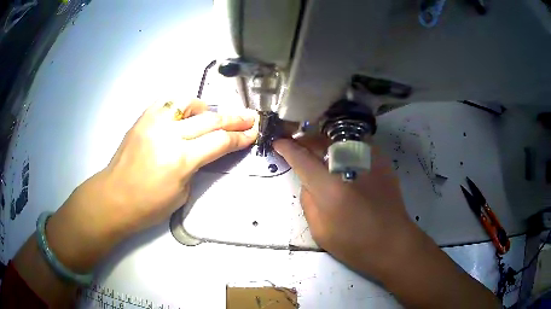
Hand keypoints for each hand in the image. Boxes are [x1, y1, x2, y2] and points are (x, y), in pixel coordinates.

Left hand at [46, 99, 257, 271]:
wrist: (114, 197)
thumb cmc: (148, 205)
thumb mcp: (182, 192)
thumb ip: (197, 166)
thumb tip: (206, 149)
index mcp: (181, 159)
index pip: (220, 142)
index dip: (240, 137)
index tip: (254, 132)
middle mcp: (169, 134)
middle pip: (210, 119)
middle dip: (234, 119)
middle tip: (250, 116)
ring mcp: (154, 122)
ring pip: (189, 103)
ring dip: (206, 109)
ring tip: (212, 117)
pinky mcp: (143, 118)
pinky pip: (167, 102)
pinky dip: (181, 105)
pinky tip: (185, 113)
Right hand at [274, 138, 414, 274]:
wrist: (393, 242)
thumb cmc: (354, 244)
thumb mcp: (320, 230)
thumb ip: (308, 200)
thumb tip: (308, 180)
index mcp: (330, 188)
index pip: (302, 158)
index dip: (287, 148)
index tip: (278, 143)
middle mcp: (349, 166)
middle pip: (320, 141)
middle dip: (304, 140)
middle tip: (296, 145)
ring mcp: (369, 160)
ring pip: (339, 137)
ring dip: (323, 140)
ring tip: (315, 147)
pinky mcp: (381, 160)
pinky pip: (356, 143)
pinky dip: (343, 144)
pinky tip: (339, 154)